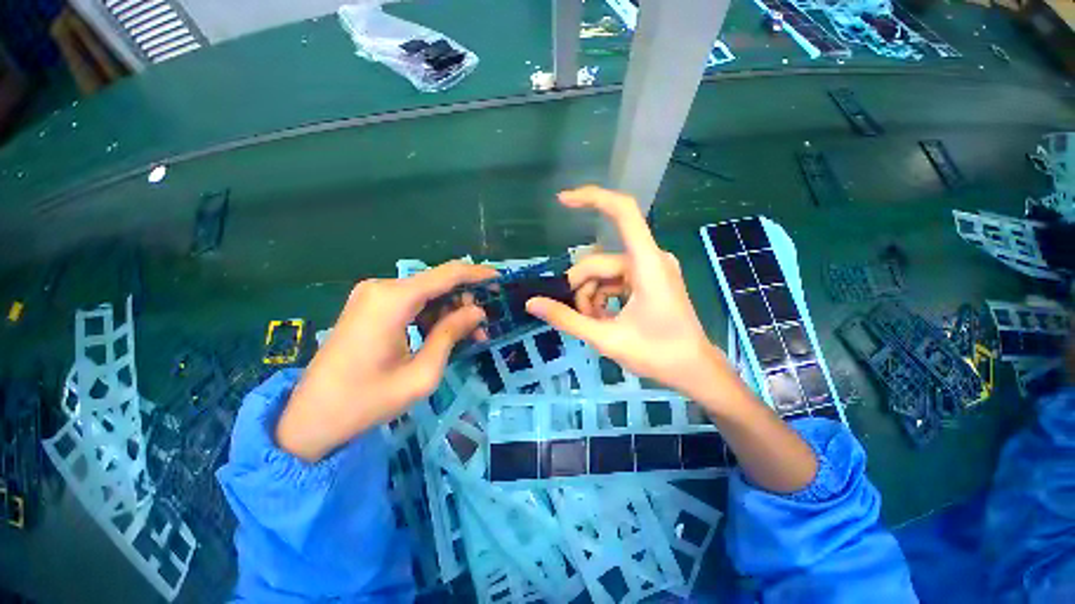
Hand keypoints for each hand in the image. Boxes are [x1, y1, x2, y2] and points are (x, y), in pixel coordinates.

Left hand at [276, 261, 496, 461]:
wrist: (309, 418)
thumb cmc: (367, 401)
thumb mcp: (422, 372)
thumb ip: (451, 334)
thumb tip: (477, 311)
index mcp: (393, 299)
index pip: (447, 274)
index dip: (477, 274)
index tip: (501, 279)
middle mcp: (382, 287)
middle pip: (437, 283)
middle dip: (464, 301)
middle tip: (484, 326)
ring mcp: (372, 295)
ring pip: (426, 293)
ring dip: (449, 311)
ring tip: (468, 336)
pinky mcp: (369, 306)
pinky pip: (411, 302)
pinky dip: (431, 316)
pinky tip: (442, 336)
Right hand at [526, 186, 744, 403]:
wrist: (693, 371)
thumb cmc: (657, 355)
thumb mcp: (605, 338)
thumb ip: (567, 319)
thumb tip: (532, 304)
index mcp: (647, 264)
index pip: (623, 212)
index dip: (593, 198)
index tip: (562, 201)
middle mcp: (650, 258)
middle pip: (599, 261)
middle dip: (582, 289)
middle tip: (581, 318)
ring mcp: (650, 269)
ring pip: (604, 273)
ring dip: (592, 297)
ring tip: (595, 324)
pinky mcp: (649, 280)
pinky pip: (615, 281)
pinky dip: (603, 298)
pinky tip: (604, 319)